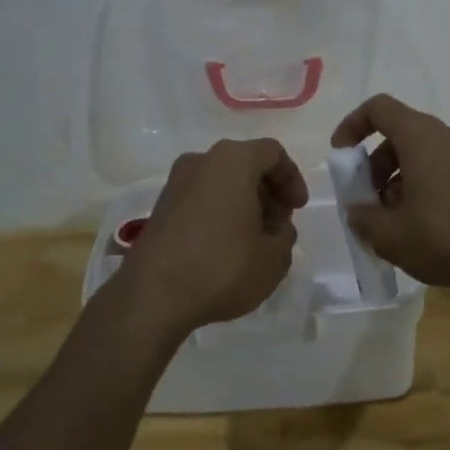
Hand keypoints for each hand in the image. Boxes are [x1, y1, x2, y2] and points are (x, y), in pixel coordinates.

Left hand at [115, 138, 308, 336]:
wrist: (152, 296)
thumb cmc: (222, 267)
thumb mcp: (273, 258)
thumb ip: (285, 235)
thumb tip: (276, 228)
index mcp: (232, 161)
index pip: (273, 153)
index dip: (292, 179)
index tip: (297, 209)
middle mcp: (201, 161)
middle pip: (245, 165)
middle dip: (268, 192)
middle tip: (279, 224)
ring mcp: (175, 184)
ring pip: (221, 182)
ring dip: (244, 203)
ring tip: (255, 239)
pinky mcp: (160, 208)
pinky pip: (201, 199)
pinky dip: (220, 213)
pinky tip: (226, 247)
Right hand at [330, 94, 449, 289]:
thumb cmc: (447, 235)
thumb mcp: (392, 236)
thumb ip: (364, 220)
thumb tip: (358, 211)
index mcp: (421, 136)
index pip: (379, 109)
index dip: (353, 125)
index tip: (340, 154)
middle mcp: (447, 135)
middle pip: (400, 135)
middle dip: (375, 165)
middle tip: (368, 202)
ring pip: (423, 155)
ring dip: (399, 180)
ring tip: (394, 222)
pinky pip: (444, 170)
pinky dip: (424, 187)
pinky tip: (423, 227)